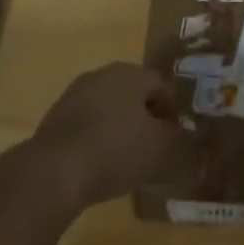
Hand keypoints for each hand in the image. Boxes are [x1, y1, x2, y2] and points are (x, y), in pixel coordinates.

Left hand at [24, 63, 186, 212]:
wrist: (54, 171)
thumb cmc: (116, 150)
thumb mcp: (160, 149)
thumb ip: (179, 141)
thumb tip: (189, 140)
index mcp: (130, 73)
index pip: (160, 85)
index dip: (172, 110)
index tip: (175, 136)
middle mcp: (102, 74)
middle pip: (133, 92)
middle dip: (146, 116)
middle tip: (154, 145)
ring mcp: (75, 94)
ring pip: (109, 107)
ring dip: (121, 126)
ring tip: (127, 157)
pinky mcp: (55, 117)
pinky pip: (87, 122)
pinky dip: (98, 137)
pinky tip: (100, 163)